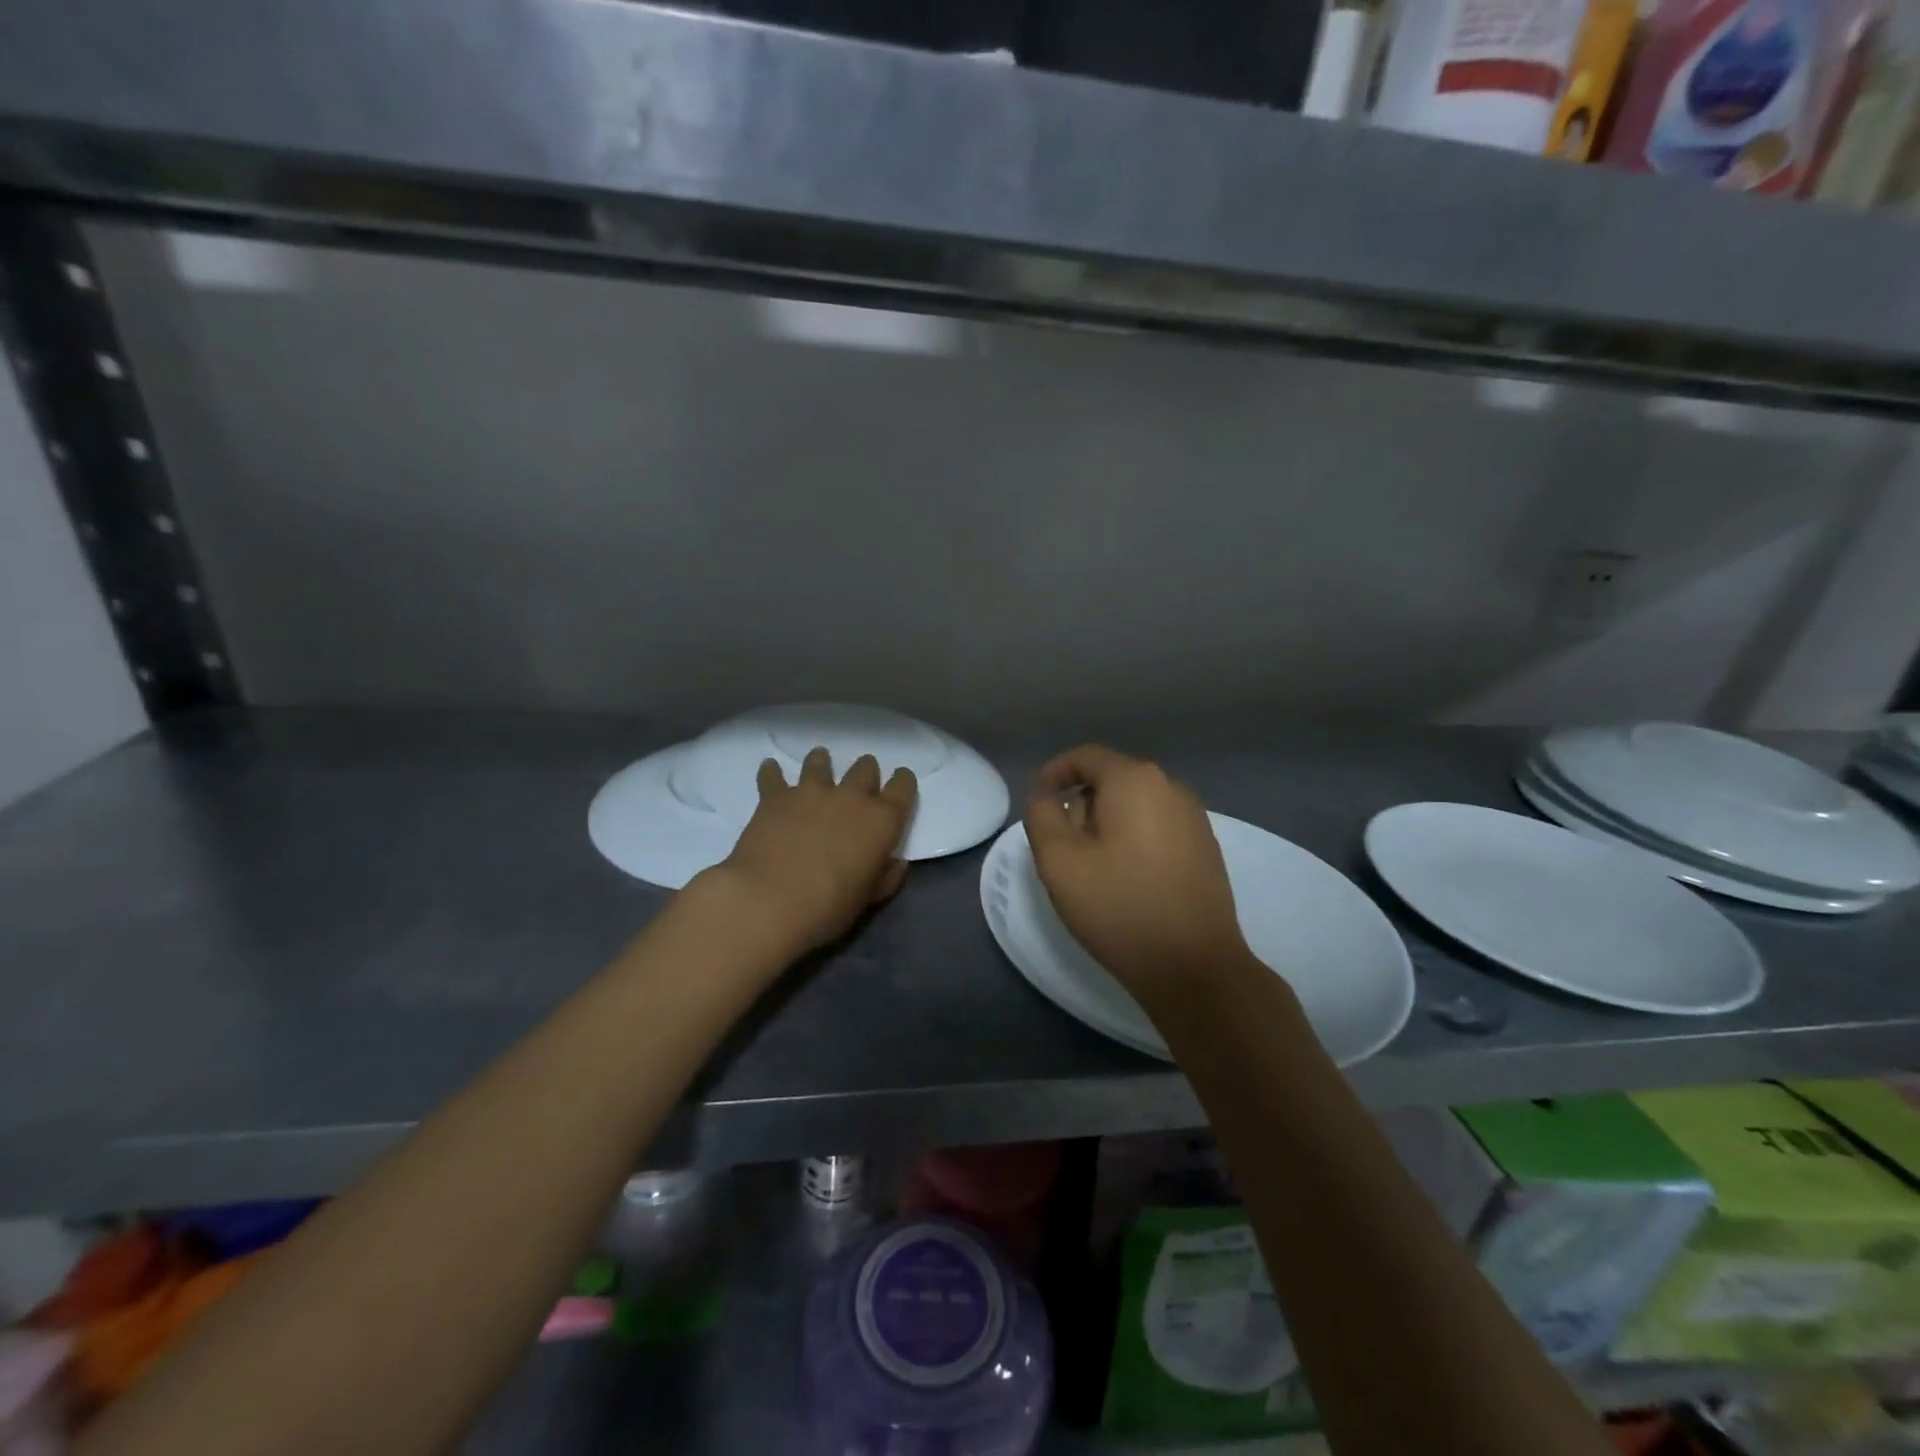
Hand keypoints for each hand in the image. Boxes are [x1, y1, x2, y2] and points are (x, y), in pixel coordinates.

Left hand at [713, 747, 917, 953]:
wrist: (770, 900)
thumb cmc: (830, 906)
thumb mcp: (870, 898)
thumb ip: (886, 876)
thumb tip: (896, 863)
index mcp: (882, 820)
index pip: (903, 787)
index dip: (904, 782)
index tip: (901, 782)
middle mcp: (851, 797)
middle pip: (865, 769)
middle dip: (866, 771)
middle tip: (862, 778)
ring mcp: (812, 792)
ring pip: (820, 762)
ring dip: (821, 762)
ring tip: (819, 761)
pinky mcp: (776, 796)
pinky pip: (773, 775)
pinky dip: (772, 771)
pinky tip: (770, 768)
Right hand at [1025, 745, 1253, 1001]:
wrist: (1194, 966)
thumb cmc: (1119, 906)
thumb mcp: (1059, 861)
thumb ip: (1042, 816)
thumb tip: (1048, 798)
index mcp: (1135, 781)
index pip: (1087, 757)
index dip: (1056, 771)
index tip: (1039, 798)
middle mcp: (1171, 788)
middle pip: (1113, 779)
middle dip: (1082, 802)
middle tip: (1061, 843)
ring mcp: (1194, 818)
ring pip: (1137, 805)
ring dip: (1108, 823)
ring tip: (1091, 865)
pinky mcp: (1206, 848)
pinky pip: (1158, 827)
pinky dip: (1134, 838)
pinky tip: (1126, 877)